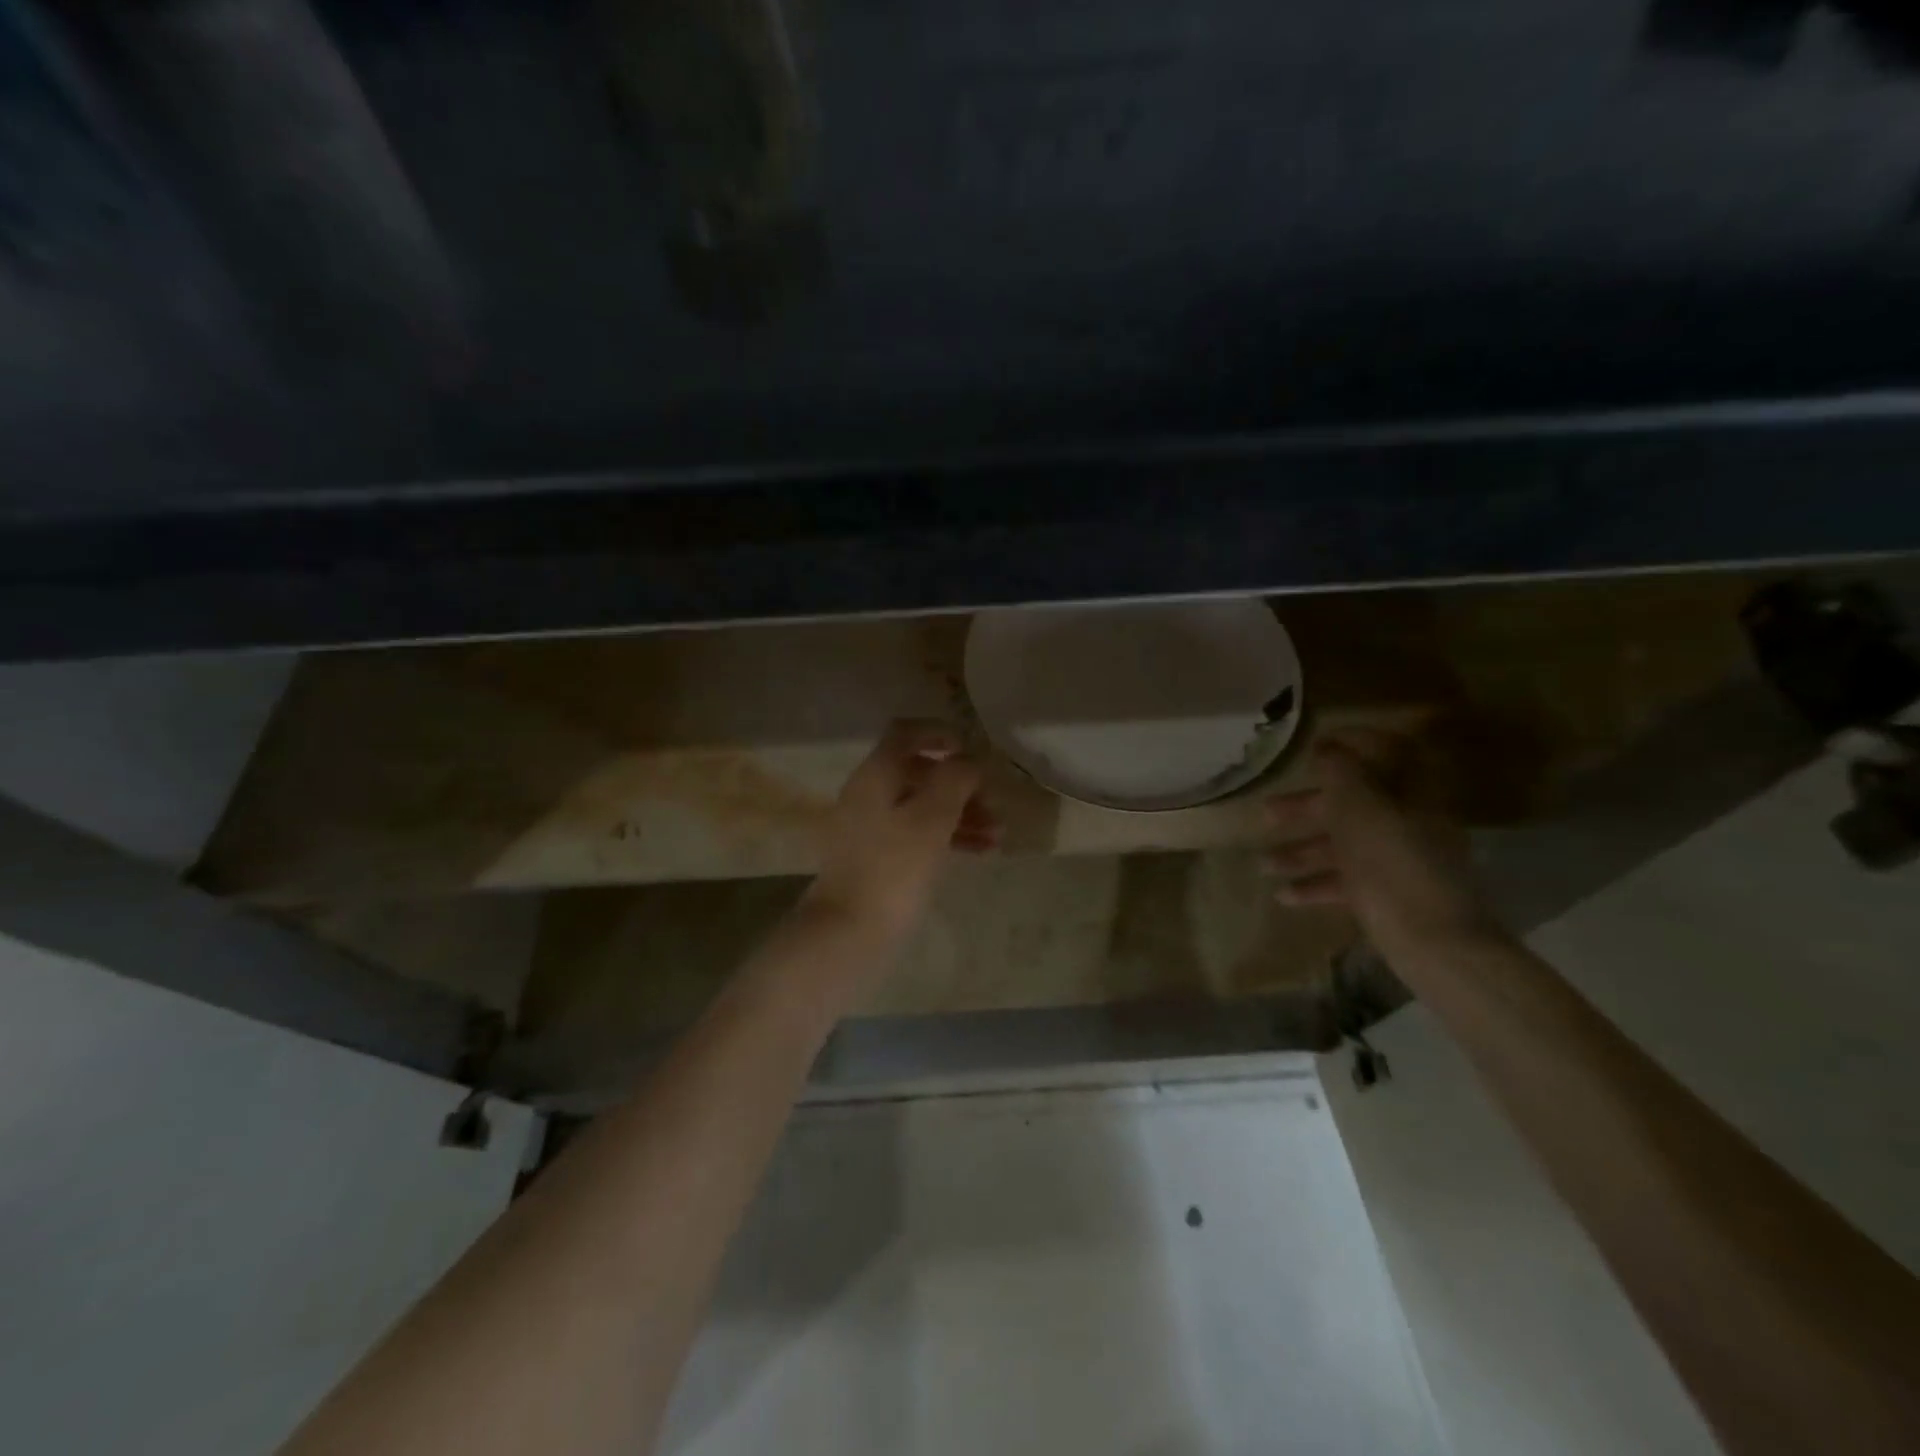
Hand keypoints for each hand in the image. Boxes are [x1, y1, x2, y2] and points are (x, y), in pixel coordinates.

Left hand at [805, 720, 997, 942]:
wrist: (847, 933)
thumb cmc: (893, 869)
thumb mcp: (932, 819)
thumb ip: (954, 780)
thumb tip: (968, 761)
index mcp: (876, 775)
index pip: (905, 733)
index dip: (940, 733)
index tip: (972, 752)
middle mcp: (868, 794)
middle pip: (919, 772)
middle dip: (961, 785)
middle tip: (994, 805)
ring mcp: (869, 828)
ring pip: (921, 806)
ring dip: (960, 813)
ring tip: (997, 835)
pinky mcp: (876, 858)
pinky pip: (916, 834)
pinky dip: (946, 836)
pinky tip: (980, 852)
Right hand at [1264, 728, 1495, 954]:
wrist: (1435, 944)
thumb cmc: (1392, 865)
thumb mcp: (1358, 809)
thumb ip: (1340, 773)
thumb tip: (1327, 749)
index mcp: (1412, 794)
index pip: (1393, 751)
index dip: (1357, 742)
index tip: (1315, 744)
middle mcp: (1410, 822)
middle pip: (1356, 802)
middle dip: (1308, 806)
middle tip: (1268, 812)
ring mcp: (1400, 861)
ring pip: (1345, 844)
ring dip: (1302, 850)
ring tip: (1263, 864)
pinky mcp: (1390, 896)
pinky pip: (1348, 880)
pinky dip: (1316, 884)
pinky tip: (1284, 895)